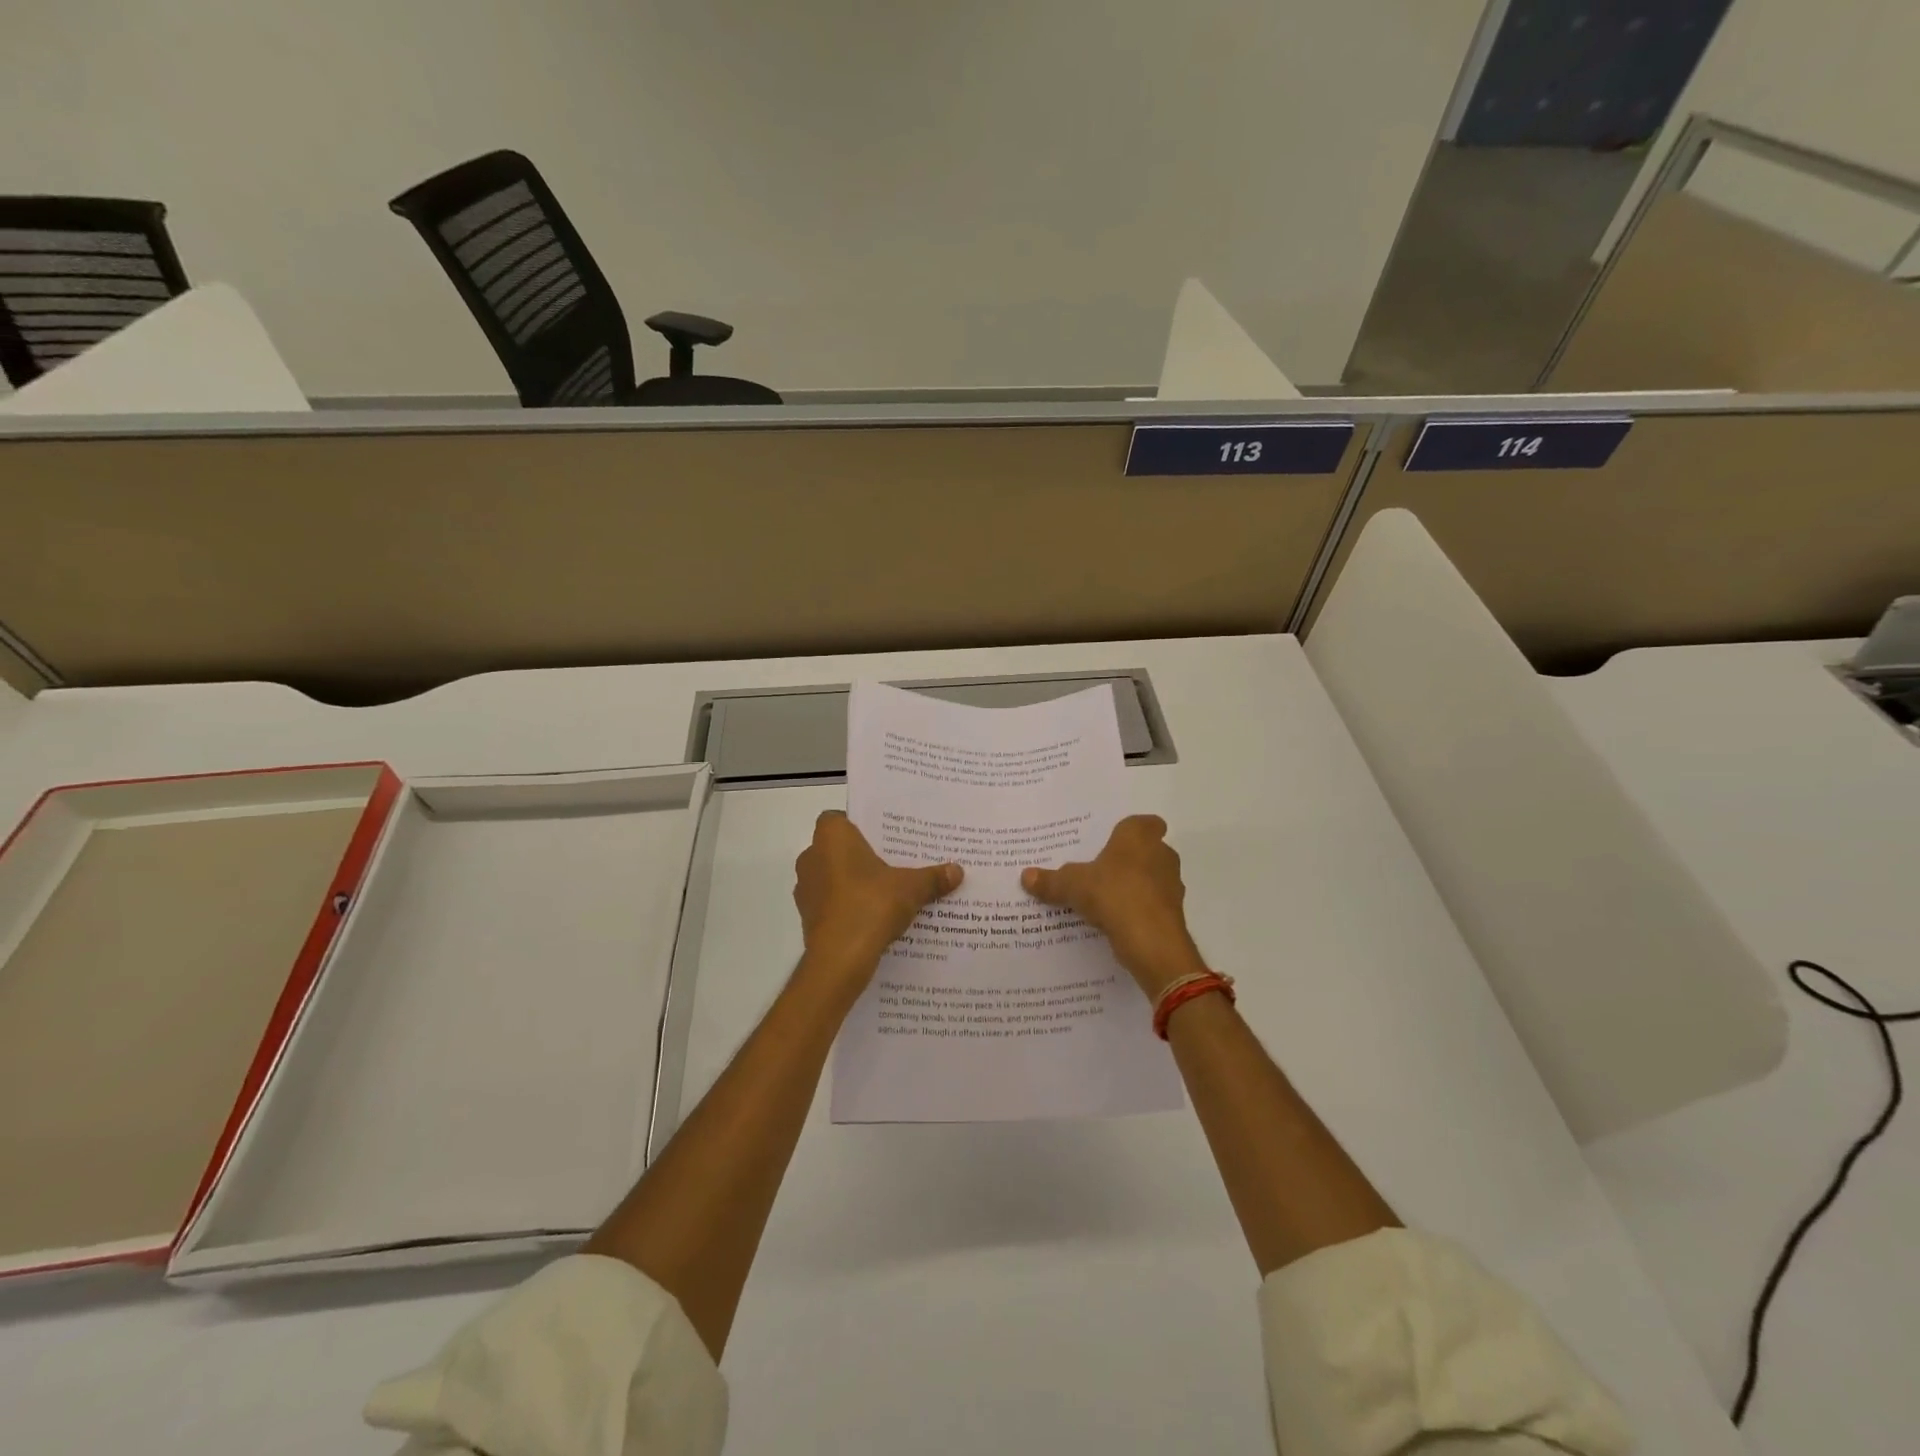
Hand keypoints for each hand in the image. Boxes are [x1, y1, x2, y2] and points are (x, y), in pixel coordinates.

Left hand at [793, 811, 962, 991]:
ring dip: (853, 882)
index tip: (883, 837)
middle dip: (862, 855)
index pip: (838, 818)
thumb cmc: (870, 905)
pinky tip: (873, 917)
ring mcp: (806, 889)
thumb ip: (932, 877)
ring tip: (886, 891)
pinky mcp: (808, 917)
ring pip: (833, 877)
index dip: (859, 825)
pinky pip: (831, 902)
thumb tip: (958, 871)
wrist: (840, 959)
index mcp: (831, 837)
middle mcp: (811, 857)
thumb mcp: (911, 888)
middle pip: (838, 849)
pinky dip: (848, 906)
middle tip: (893, 862)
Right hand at [1022, 815, 1205, 998]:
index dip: (1132, 831)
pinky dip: (1140, 910)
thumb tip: (1025, 876)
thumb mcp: (1072, 885)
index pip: (1145, 823)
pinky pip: (1154, 904)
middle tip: (1102, 870)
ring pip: (1153, 878)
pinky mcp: (1174, 912)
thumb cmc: (1112, 893)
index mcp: (1139, 835)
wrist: (1150, 939)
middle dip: (1130, 859)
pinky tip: (1119, 921)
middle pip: (1149, 850)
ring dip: (1137, 885)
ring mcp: (1172, 884)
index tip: (1114, 843)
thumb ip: (1050, 880)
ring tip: (1107, 898)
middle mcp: (1161, 853)